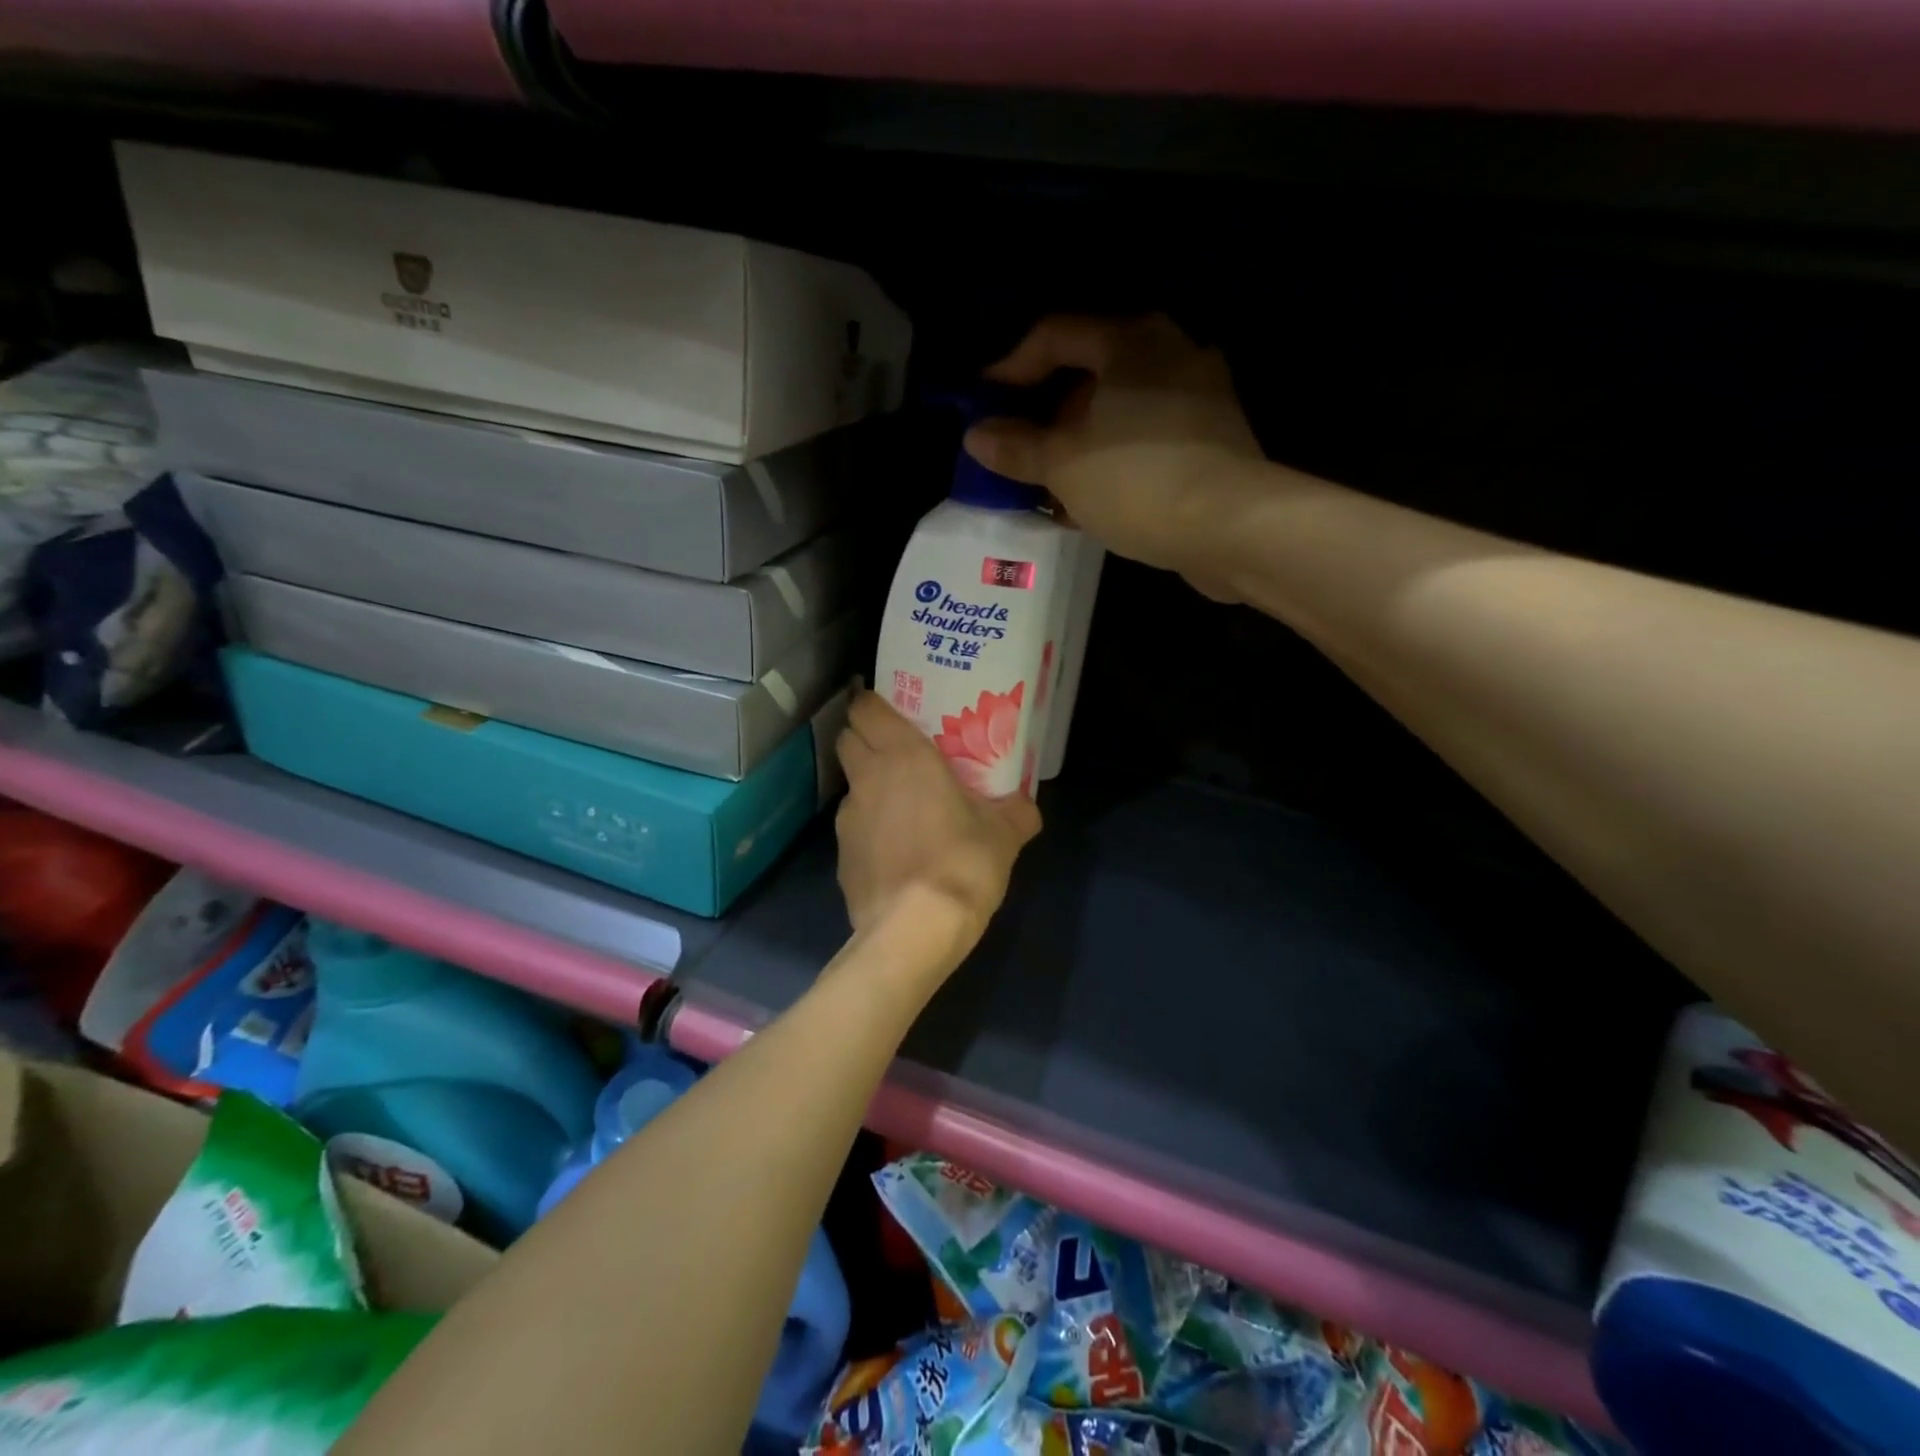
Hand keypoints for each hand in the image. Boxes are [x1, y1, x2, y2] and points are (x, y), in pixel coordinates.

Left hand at [835, 692, 1041, 939]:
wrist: (915, 930)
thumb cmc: (962, 863)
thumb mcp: (1005, 834)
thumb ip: (1016, 811)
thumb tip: (1025, 805)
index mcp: (903, 756)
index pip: (866, 708)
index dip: (874, 704)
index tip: (895, 712)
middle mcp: (867, 778)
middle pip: (848, 738)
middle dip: (866, 738)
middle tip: (899, 752)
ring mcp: (847, 818)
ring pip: (851, 785)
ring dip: (869, 786)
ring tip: (902, 807)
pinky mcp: (840, 857)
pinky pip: (853, 828)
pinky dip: (869, 829)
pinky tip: (895, 852)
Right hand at [963, 315, 1265, 596]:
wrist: (1232, 527)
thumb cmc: (1137, 481)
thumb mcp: (1063, 465)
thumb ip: (1017, 447)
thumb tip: (977, 436)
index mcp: (1131, 341)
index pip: (1055, 334)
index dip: (1011, 367)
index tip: (983, 403)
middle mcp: (1170, 352)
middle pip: (1090, 371)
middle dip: (1047, 411)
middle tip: (1017, 446)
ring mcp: (1199, 395)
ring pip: (1120, 409)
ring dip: (1079, 441)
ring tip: (1049, 482)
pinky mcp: (1213, 438)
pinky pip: (1147, 437)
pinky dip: (1114, 458)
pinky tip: (1092, 498)